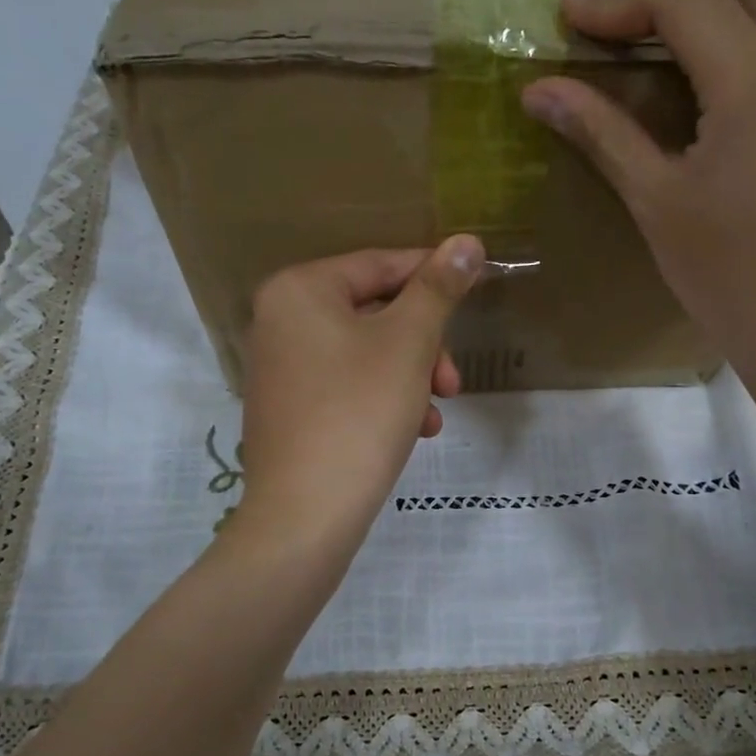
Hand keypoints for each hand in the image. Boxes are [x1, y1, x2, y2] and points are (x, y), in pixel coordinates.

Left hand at [236, 237, 483, 552]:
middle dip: (423, 346)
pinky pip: (346, 385)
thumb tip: (467, 242)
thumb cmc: (359, 413)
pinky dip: (383, 399)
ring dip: (410, 377)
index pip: (380, 265)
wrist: (305, 514)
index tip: (476, 291)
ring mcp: (280, 367)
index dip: (434, 277)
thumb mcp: (409, 343)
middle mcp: (279, 320)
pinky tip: (413, 431)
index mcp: (300, 289)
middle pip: (374, 313)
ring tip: (435, 414)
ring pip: (366, 354)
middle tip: (451, 382)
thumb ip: (438, 288)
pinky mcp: (287, 409)